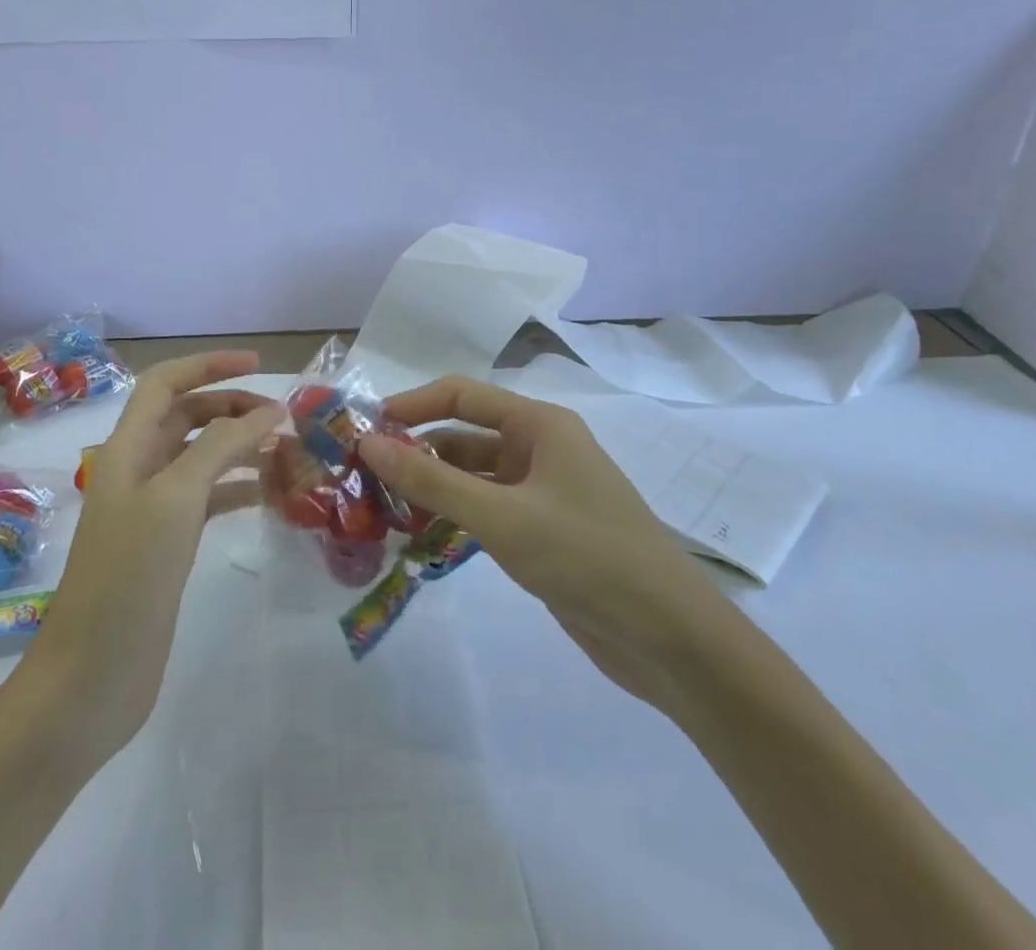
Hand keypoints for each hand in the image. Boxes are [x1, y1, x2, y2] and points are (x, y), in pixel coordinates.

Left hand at [23, 351, 280, 756]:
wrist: (92, 676)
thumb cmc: (129, 576)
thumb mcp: (176, 499)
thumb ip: (221, 448)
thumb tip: (268, 412)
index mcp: (129, 448)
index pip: (165, 383)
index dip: (207, 366)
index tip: (257, 364)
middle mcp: (139, 469)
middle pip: (187, 417)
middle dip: (232, 408)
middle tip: (283, 418)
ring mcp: (153, 508)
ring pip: (201, 458)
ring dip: (240, 447)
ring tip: (287, 452)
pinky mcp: (167, 544)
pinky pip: (208, 499)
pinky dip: (237, 488)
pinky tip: (270, 494)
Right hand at [357, 376, 726, 709]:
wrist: (672, 640)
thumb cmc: (588, 557)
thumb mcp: (502, 517)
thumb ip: (432, 481)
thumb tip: (369, 443)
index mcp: (539, 425)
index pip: (461, 395)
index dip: (411, 405)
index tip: (366, 428)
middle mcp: (540, 448)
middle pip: (464, 436)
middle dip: (416, 451)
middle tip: (364, 476)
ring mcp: (543, 492)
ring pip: (472, 476)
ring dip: (432, 487)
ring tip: (382, 508)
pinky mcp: (543, 531)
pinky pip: (486, 510)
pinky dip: (454, 516)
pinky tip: (421, 536)